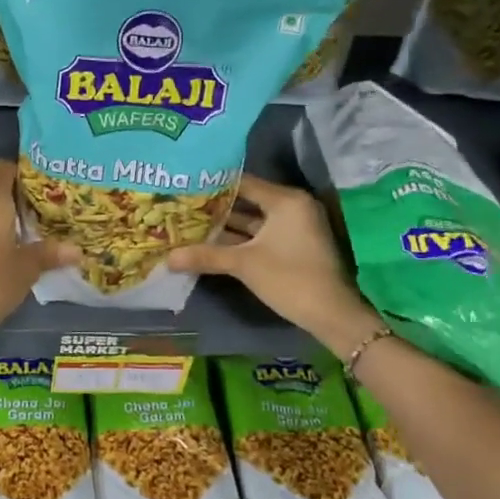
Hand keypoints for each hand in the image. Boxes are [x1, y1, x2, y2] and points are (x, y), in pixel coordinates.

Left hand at [0, 160, 77, 331]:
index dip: (23, 171)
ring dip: (7, 215)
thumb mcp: (28, 267)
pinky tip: (13, 248)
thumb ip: (51, 253)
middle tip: (48, 209)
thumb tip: (77, 250)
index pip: (3, 168)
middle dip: (21, 196)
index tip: (45, 184)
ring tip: (35, 229)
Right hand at [168, 174, 380, 352]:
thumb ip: (206, 255)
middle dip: (215, 207)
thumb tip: (167, 258)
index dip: (213, 185)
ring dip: (225, 225)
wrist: (332, 316)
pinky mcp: (294, 245)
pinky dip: (240, 239)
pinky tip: (212, 243)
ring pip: (253, 220)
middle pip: (247, 200)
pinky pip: (261, 234)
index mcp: (285, 200)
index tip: (185, 185)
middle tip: (182, 205)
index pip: (242, 182)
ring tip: (190, 223)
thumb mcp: (244, 265)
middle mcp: (292, 206)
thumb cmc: (290, 279)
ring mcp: (294, 227)